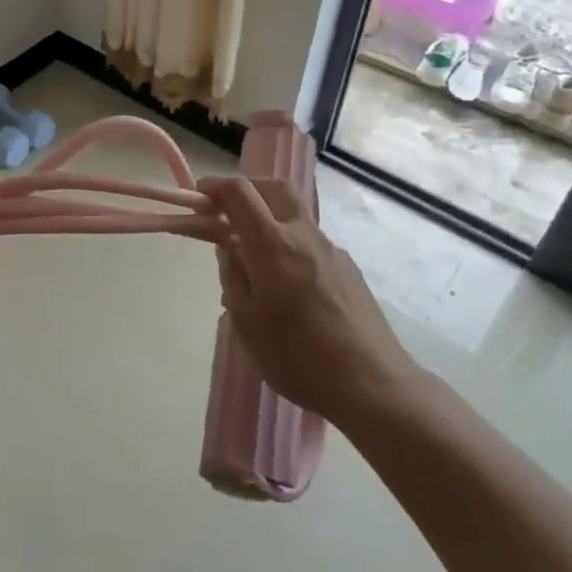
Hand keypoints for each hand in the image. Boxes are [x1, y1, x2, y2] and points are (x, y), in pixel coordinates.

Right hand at [198, 176, 424, 428]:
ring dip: (268, 218)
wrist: (373, 385)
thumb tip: (229, 248)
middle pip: (275, 189)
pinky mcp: (348, 269)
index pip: (240, 193)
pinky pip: (309, 242)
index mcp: (273, 245)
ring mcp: (331, 250)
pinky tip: (285, 285)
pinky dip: (288, 244)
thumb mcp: (246, 322)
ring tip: (252, 259)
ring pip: (294, 215)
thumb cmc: (298, 357)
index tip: (198, 196)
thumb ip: (233, 277)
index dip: (215, 187)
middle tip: (226, 210)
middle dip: (246, 189)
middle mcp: (303, 236)